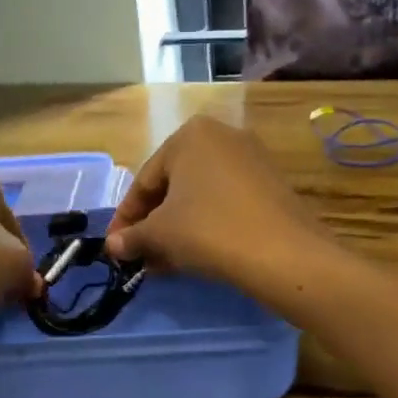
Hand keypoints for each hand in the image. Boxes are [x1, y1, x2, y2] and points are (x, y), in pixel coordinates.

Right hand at [104, 118, 328, 294]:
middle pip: (173, 186)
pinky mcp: (272, 185)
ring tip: (163, 262)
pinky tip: (195, 255)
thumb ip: (132, 237)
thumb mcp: (160, 234)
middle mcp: (222, 136)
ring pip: (200, 197)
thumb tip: (113, 246)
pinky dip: (206, 225)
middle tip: (139, 255)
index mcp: (190, 135)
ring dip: (177, 229)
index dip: (126, 218)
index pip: (145, 181)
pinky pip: (226, 203)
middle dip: (153, 224)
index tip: (115, 246)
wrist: (284, 254)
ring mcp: (252, 159)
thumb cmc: (209, 230)